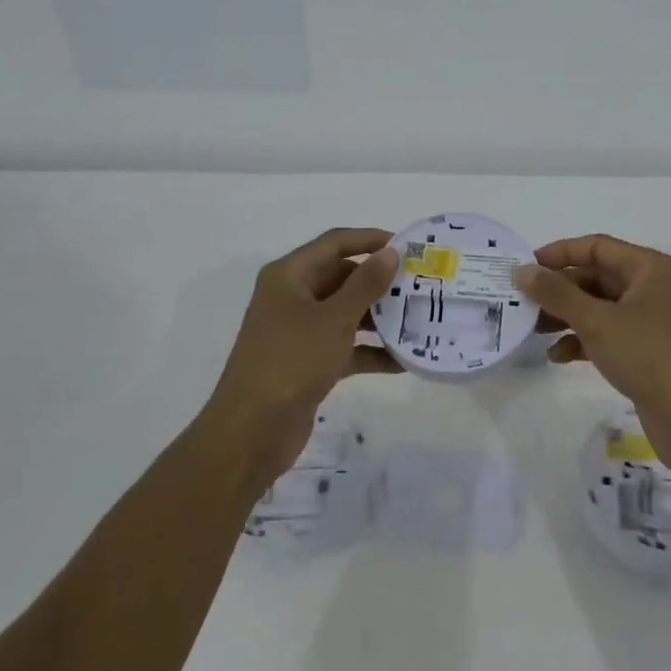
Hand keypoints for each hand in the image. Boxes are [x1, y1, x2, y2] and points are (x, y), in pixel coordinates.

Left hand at [201, 228, 401, 489]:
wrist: (251, 431)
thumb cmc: (291, 362)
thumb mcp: (334, 319)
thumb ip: (365, 284)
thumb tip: (390, 252)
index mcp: (289, 276)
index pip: (334, 243)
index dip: (370, 239)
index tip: (408, 245)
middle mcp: (292, 297)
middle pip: (341, 277)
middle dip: (379, 282)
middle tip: (419, 285)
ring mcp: (299, 331)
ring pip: (346, 313)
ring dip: (379, 318)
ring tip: (419, 319)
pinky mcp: (308, 363)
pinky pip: (345, 347)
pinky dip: (370, 351)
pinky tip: (403, 360)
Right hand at [515, 234, 670, 474]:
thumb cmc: (649, 355)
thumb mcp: (597, 321)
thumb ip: (557, 293)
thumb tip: (522, 269)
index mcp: (649, 268)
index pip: (596, 247)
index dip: (559, 253)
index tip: (524, 268)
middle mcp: (652, 288)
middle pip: (596, 276)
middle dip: (559, 289)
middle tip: (521, 302)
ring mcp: (651, 321)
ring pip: (599, 307)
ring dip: (566, 316)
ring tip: (532, 329)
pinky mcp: (647, 351)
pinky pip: (607, 335)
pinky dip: (583, 341)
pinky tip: (557, 356)